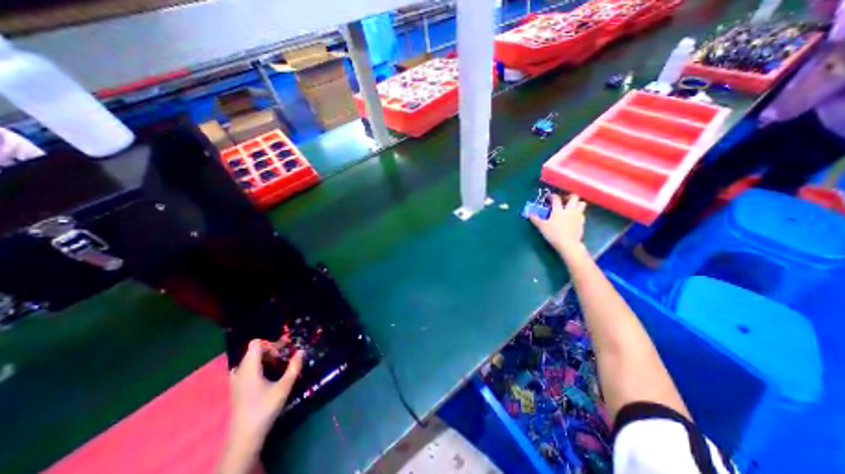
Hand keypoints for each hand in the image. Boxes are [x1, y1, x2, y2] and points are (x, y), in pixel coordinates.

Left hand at [229, 339, 302, 441]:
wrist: (244, 437)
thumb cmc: (264, 409)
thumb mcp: (284, 387)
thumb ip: (294, 367)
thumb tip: (302, 350)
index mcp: (249, 368)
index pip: (256, 344)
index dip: (271, 344)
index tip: (284, 351)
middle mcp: (240, 371)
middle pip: (254, 351)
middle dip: (272, 350)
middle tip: (287, 356)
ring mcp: (236, 381)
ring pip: (251, 360)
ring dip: (266, 359)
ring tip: (280, 365)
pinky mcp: (237, 388)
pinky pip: (247, 369)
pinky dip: (259, 367)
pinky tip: (269, 375)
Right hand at [529, 195, 585, 256]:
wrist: (568, 244)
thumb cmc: (553, 234)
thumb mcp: (541, 226)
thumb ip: (535, 219)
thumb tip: (529, 213)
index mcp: (559, 210)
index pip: (556, 198)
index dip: (552, 196)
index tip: (548, 197)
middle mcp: (570, 210)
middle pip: (574, 197)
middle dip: (569, 196)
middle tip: (563, 200)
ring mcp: (577, 216)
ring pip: (582, 204)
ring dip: (577, 203)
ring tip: (571, 207)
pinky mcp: (582, 222)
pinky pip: (582, 214)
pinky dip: (578, 213)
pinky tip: (573, 217)